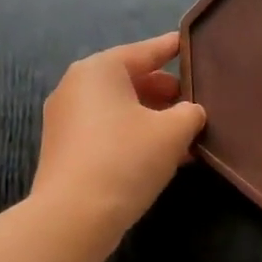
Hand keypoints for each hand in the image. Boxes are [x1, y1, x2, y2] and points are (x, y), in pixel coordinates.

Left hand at [32, 32, 205, 238]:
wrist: (74, 217)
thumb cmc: (127, 158)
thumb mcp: (174, 131)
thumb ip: (190, 112)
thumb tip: (189, 113)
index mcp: (99, 70)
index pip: (145, 51)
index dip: (173, 48)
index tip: (191, 43)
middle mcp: (76, 87)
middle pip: (131, 80)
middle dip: (166, 92)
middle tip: (196, 101)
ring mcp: (65, 119)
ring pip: (120, 109)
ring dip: (153, 118)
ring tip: (186, 134)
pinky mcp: (65, 149)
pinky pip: (107, 131)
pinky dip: (134, 135)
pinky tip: (163, 155)